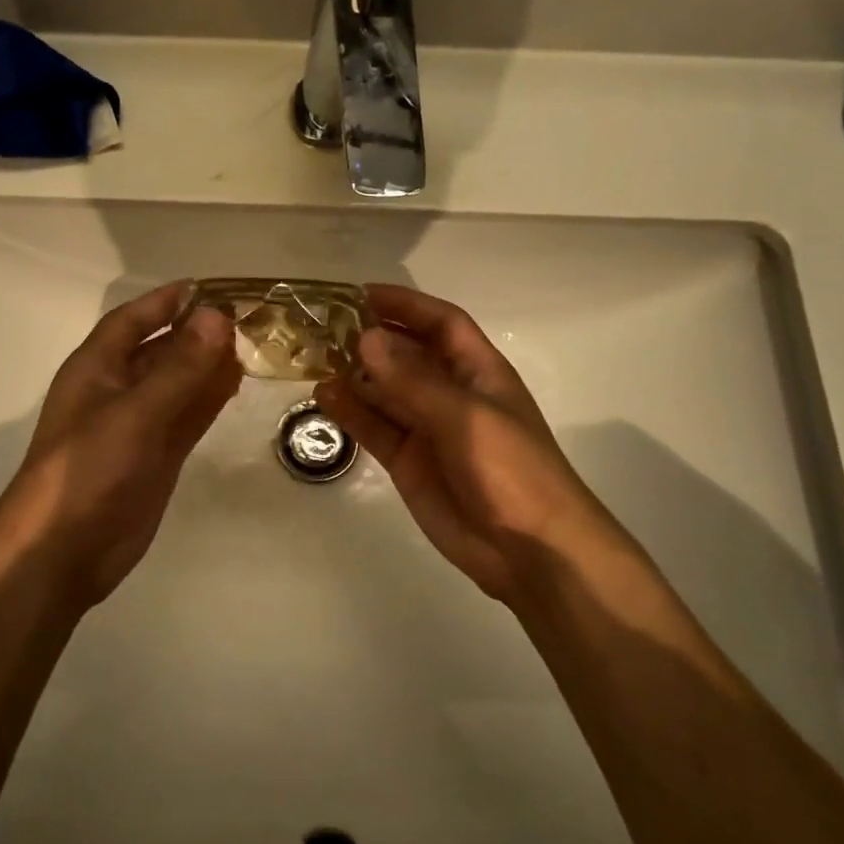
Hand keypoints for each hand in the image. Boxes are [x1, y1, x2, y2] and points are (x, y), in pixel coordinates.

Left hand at [0, 281, 239, 605]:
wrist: (63, 551)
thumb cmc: (87, 470)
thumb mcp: (134, 413)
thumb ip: (179, 367)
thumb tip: (217, 316)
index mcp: (96, 368)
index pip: (132, 320)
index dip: (166, 301)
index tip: (208, 287)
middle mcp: (116, 390)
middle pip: (160, 349)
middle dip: (197, 333)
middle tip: (247, 317)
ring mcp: (138, 426)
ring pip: (178, 384)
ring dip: (208, 365)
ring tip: (252, 345)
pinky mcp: (155, 457)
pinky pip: (186, 417)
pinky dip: (208, 400)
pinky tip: (235, 384)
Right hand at [314, 284, 631, 604]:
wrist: (530, 550)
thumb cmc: (511, 470)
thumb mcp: (465, 416)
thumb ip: (412, 380)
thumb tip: (365, 338)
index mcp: (478, 372)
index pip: (441, 324)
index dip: (406, 305)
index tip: (361, 293)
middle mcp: (450, 394)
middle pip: (407, 355)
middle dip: (371, 338)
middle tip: (324, 326)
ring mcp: (427, 429)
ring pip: (384, 392)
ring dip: (354, 375)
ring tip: (313, 359)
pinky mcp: (408, 462)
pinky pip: (374, 429)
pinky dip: (350, 413)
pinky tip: (323, 397)